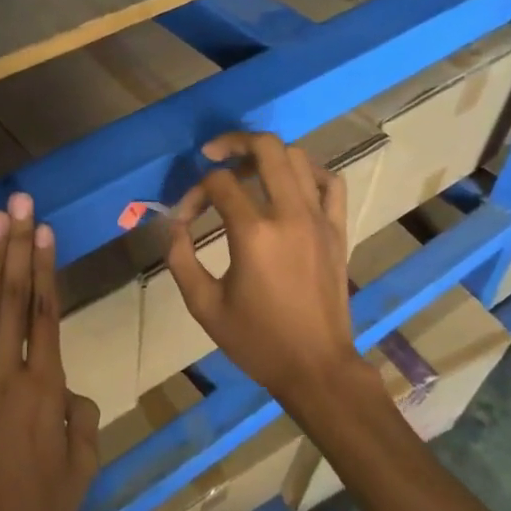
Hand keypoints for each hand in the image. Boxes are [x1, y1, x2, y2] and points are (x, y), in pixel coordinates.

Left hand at [0, 193, 99, 510]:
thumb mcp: (83, 466)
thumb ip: (82, 416)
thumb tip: (67, 389)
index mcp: (46, 389)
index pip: (47, 314)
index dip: (46, 268)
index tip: (44, 231)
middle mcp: (7, 375)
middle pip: (14, 300)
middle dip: (17, 247)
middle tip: (18, 204)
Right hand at [166, 132, 370, 405]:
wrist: (316, 367)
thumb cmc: (256, 340)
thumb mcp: (203, 305)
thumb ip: (180, 258)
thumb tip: (172, 224)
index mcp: (253, 233)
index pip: (218, 184)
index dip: (193, 193)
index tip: (183, 218)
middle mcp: (289, 214)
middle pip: (265, 149)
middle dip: (233, 142)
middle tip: (212, 154)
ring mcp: (319, 219)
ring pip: (298, 158)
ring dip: (267, 155)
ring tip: (246, 170)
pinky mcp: (337, 230)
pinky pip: (330, 182)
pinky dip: (309, 172)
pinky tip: (290, 183)